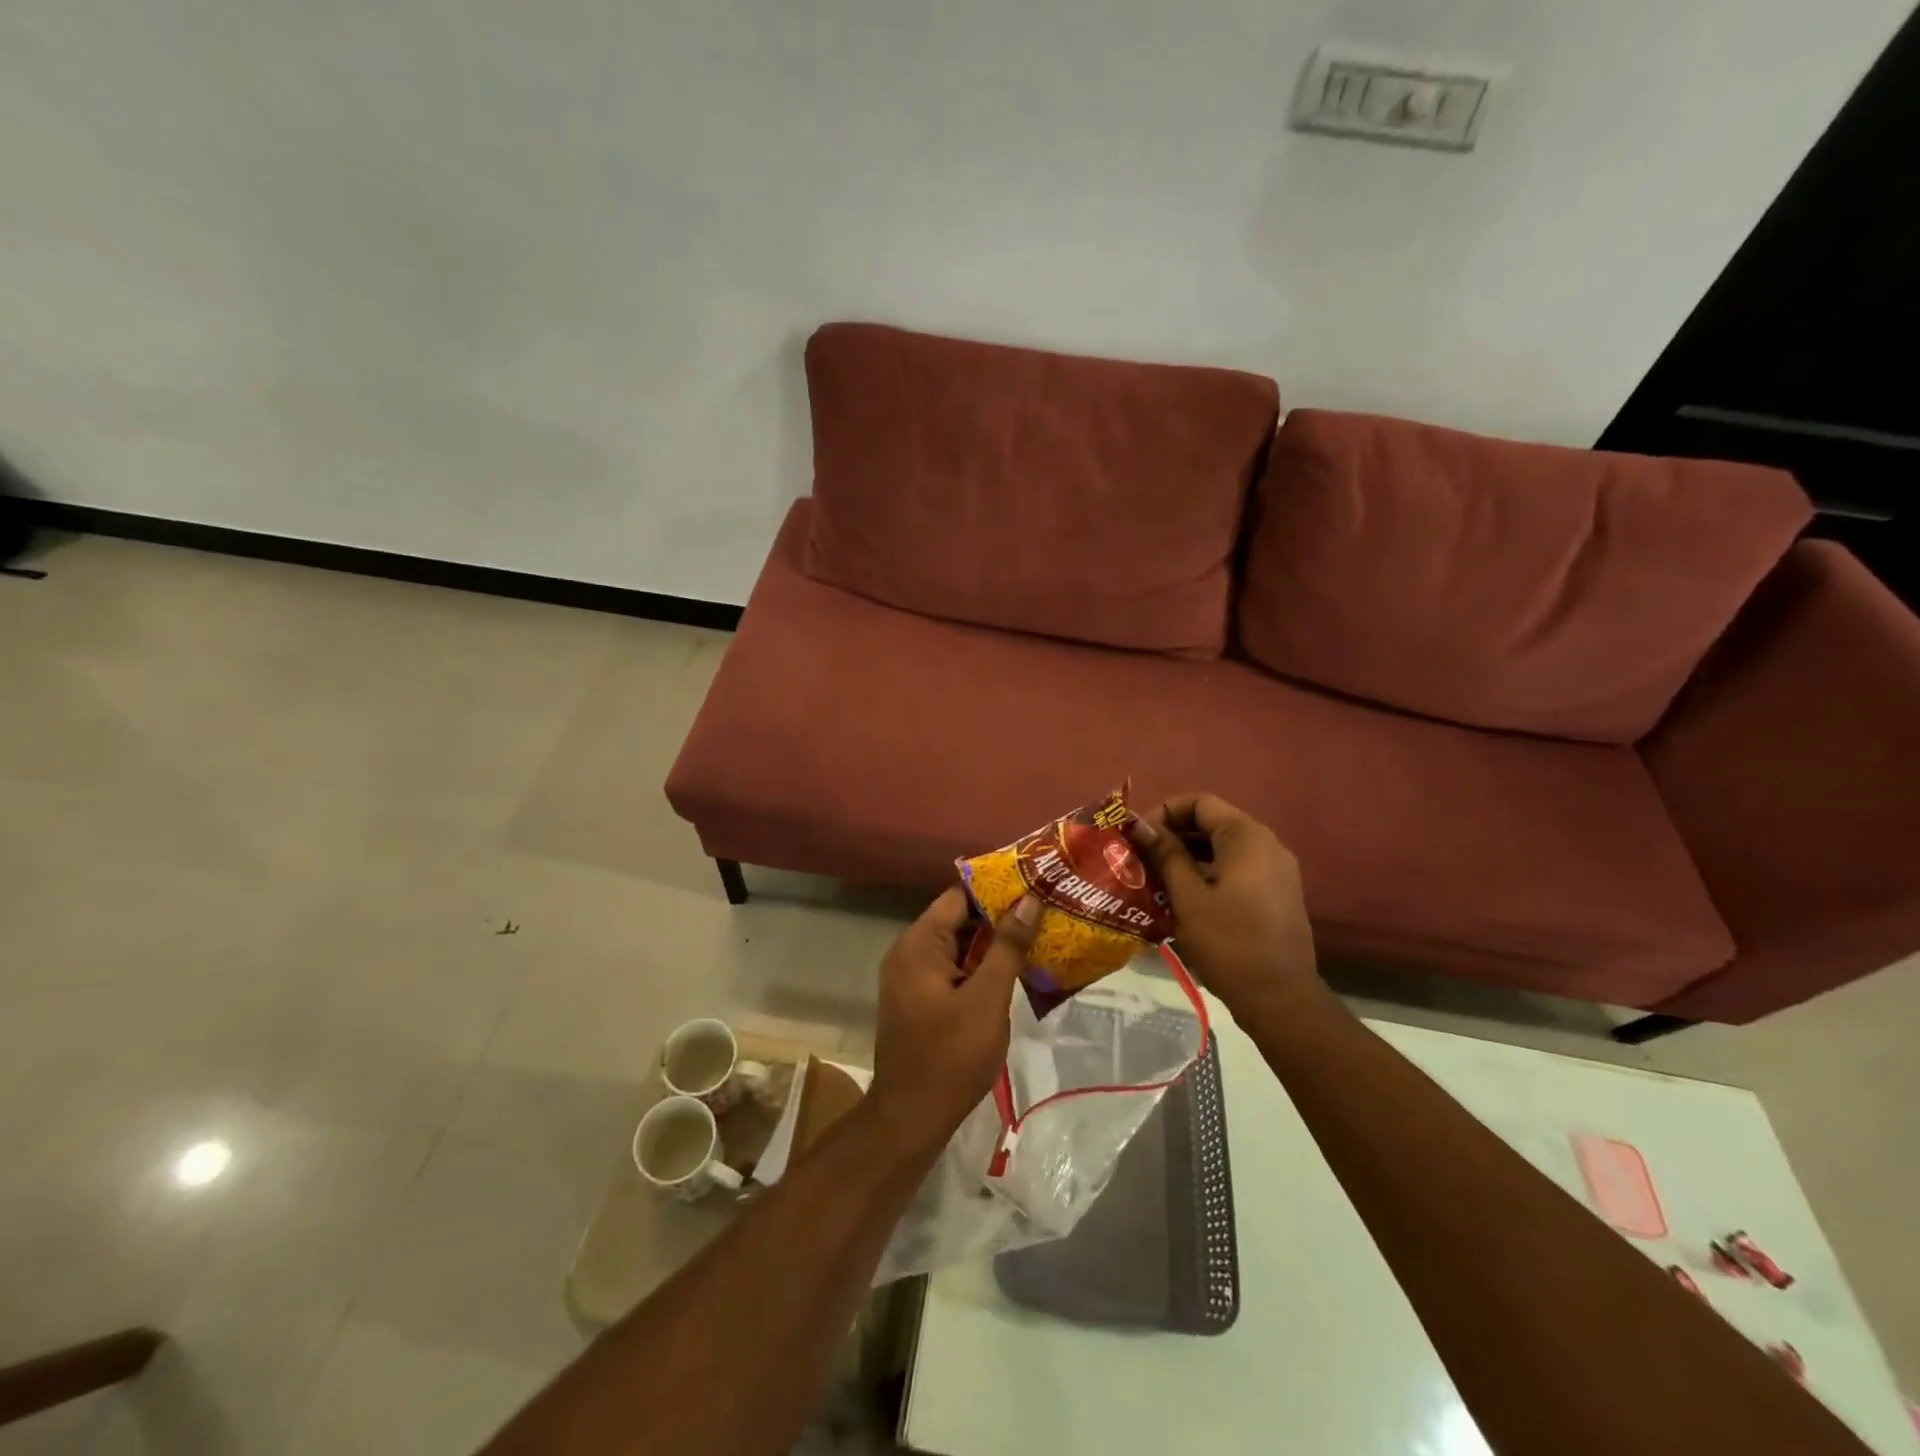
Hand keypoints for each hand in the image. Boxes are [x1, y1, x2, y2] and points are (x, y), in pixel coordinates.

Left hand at [869, 888, 1038, 1155]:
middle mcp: (908, 952)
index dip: (997, 890)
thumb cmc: (951, 1056)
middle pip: (958, 919)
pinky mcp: (918, 999)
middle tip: (1043, 913)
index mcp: (919, 944)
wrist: (910, 1117)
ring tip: (1037, 937)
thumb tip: (1028, 900)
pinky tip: (1013, 972)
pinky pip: (951, 969)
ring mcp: (910, 977)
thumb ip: (1007, 946)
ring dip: (992, 944)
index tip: (1034, 887)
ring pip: (957, 946)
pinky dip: (978, 967)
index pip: (959, 897)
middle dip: (999, 918)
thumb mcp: (987, 999)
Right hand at [1129, 793, 1322, 1016]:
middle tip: (1142, 859)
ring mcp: (1277, 868)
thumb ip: (1165, 854)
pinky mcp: (1278, 891)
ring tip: (1157, 878)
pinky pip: (1238, 866)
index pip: (1199, 802)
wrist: (1280, 999)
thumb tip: (1141, 826)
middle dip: (1173, 834)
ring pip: (1224, 846)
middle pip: (1212, 822)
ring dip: (1189, 855)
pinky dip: (1210, 871)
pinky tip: (1186, 895)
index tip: (1138, 839)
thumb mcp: (1187, 897)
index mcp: (1246, 837)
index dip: (1163, 812)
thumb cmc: (1228, 943)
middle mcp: (1267, 843)